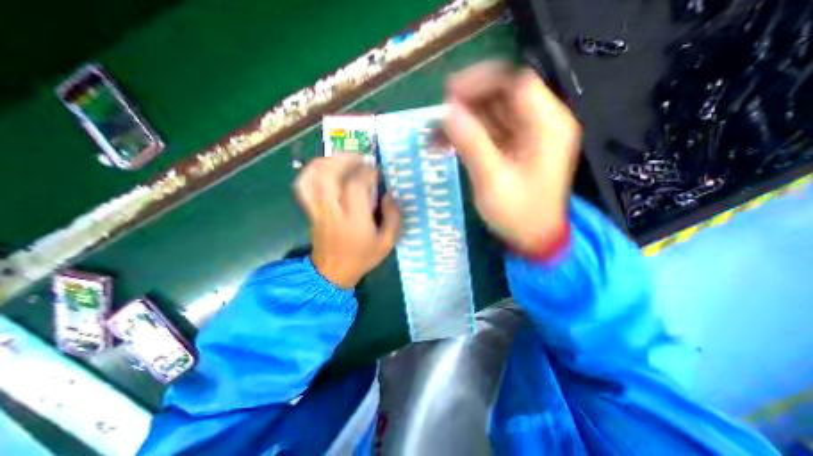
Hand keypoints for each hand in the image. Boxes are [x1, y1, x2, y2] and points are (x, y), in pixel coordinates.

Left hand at [296, 153, 403, 288]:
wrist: (332, 273)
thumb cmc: (362, 257)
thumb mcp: (387, 243)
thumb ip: (393, 218)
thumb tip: (390, 195)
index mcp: (355, 220)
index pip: (357, 186)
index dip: (368, 173)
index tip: (377, 172)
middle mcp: (333, 210)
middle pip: (330, 175)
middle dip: (346, 159)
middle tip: (360, 158)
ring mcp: (318, 209)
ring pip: (314, 177)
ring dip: (328, 161)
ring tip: (343, 159)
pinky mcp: (310, 210)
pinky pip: (303, 186)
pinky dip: (310, 172)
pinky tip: (323, 168)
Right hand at [443, 60, 580, 253]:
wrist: (531, 238)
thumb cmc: (519, 214)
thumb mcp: (493, 180)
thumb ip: (471, 143)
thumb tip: (447, 113)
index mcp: (547, 125)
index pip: (516, 83)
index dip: (482, 81)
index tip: (449, 94)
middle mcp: (539, 123)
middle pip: (501, 96)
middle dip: (467, 103)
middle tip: (437, 115)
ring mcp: (525, 136)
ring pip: (490, 114)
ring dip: (461, 121)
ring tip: (434, 134)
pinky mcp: (512, 148)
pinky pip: (486, 132)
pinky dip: (465, 135)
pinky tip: (444, 144)